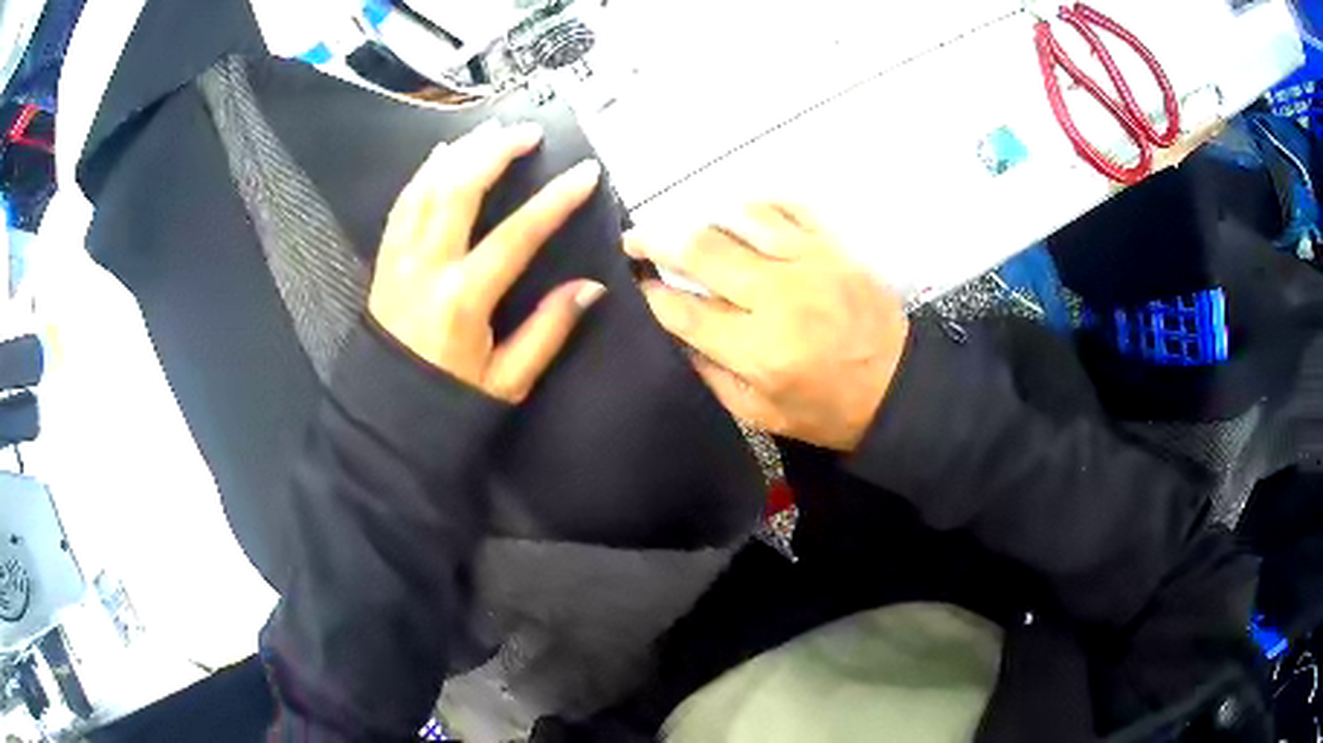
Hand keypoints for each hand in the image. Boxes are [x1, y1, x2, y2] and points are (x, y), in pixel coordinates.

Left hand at [369, 121, 605, 402]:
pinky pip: (402, 204)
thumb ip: (548, 330)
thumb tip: (591, 288)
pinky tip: (442, 154)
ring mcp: (399, 259)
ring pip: (426, 188)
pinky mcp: (385, 259)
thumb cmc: (449, 401)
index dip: (555, 201)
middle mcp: (427, 268)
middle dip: (496, 153)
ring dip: (460, 152)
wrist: (386, 417)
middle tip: (527, 133)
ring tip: (491, 131)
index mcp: (463, 300)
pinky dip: (423, 173)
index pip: (516, 236)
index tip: (585, 173)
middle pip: (459, 191)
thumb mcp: (508, 380)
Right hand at [627, 204, 908, 450]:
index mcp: (758, 351)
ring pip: (739, 219)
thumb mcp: (762, 414)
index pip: (685, 311)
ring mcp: (809, 264)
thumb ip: (712, 375)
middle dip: (657, 240)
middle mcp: (778, 298)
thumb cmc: (828, 409)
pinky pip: (787, 207)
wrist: (898, 388)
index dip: (651, 294)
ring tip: (690, 228)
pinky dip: (757, 204)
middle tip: (635, 238)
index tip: (635, 284)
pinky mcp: (834, 247)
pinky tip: (741, 213)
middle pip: (702, 251)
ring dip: (704, 218)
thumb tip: (675, 335)